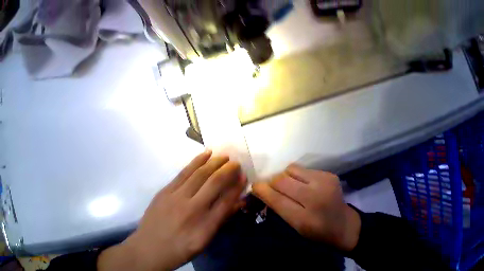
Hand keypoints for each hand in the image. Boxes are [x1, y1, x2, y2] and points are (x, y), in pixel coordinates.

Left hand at [98, 151, 246, 270]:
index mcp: (203, 228)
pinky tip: (208, 152)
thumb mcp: (206, 240)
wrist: (145, 251)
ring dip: (216, 162)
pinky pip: (185, 170)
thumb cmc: (180, 247)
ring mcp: (176, 197)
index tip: (244, 175)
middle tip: (236, 163)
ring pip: (201, 172)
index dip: (237, 186)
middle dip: (229, 169)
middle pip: (215, 182)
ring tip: (225, 157)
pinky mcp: (166, 190)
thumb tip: (240, 199)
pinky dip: (199, 159)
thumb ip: (224, 217)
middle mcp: (191, 210)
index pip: (226, 201)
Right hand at [252, 164, 360, 251]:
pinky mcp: (327, 174)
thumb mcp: (294, 226)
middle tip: (273, 186)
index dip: (262, 190)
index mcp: (306, 221)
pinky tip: (302, 182)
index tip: (255, 185)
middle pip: (281, 180)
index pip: (277, 200)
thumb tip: (260, 189)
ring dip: (284, 176)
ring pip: (289, 170)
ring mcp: (324, 183)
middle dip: (273, 182)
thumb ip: (276, 206)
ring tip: (291, 184)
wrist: (346, 225)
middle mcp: (316, 199)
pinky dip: (295, 174)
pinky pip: (300, 168)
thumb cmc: (317, 230)